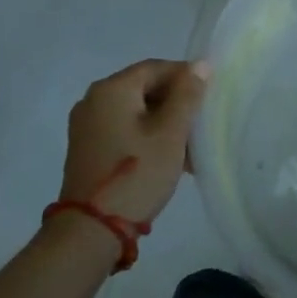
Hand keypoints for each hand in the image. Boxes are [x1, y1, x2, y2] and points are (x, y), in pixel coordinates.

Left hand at [57, 59, 208, 227]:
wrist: (90, 232)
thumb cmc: (136, 174)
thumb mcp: (171, 132)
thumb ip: (187, 94)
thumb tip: (200, 65)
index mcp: (111, 89)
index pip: (156, 67)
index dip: (186, 77)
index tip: (209, 97)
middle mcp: (93, 100)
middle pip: (145, 88)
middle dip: (176, 104)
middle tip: (200, 126)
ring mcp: (87, 126)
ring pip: (137, 112)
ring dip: (164, 124)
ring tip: (189, 149)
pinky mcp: (87, 149)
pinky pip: (124, 129)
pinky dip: (147, 137)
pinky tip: (167, 159)